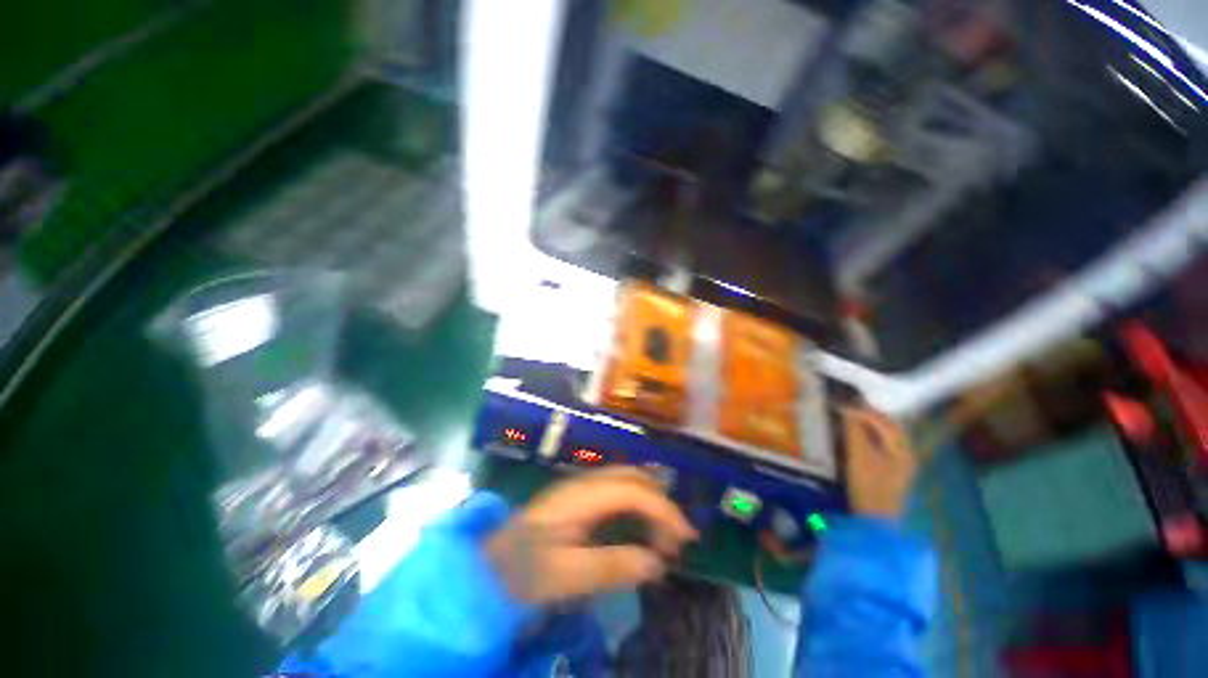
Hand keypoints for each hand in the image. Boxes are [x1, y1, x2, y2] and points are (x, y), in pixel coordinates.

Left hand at [483, 467, 697, 604]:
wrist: (489, 566)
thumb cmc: (522, 572)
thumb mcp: (564, 577)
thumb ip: (610, 567)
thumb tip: (657, 563)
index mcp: (580, 496)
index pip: (631, 490)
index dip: (662, 509)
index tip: (686, 538)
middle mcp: (584, 483)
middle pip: (632, 478)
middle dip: (661, 502)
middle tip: (679, 538)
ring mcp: (581, 488)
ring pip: (627, 482)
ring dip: (650, 504)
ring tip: (664, 538)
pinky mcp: (580, 499)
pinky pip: (618, 493)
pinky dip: (638, 508)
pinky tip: (642, 529)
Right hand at [842, 406, 918, 518]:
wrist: (874, 521)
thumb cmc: (868, 485)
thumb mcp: (858, 454)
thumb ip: (854, 430)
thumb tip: (847, 408)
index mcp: (903, 449)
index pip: (886, 422)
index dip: (865, 410)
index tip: (844, 403)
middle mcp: (906, 455)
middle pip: (890, 428)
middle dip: (870, 416)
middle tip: (847, 408)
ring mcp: (900, 466)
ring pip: (886, 438)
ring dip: (869, 427)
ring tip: (849, 419)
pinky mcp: (890, 474)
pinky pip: (881, 447)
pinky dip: (869, 438)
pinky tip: (856, 438)